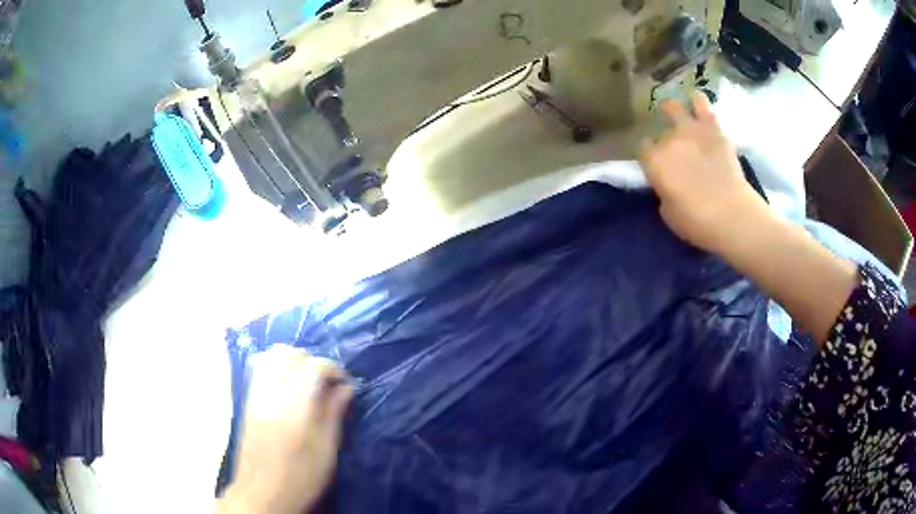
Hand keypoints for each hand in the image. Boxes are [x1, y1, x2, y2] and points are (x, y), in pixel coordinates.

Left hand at [219, 346, 352, 513]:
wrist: (263, 492)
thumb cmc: (301, 476)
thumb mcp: (326, 449)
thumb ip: (334, 413)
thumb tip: (347, 387)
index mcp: (295, 405)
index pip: (313, 366)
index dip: (333, 369)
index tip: (345, 384)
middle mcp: (272, 392)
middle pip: (289, 354)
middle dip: (311, 361)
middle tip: (326, 383)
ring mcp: (256, 394)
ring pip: (271, 357)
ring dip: (292, 361)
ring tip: (307, 382)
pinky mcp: (248, 401)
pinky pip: (259, 368)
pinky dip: (276, 367)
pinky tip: (288, 386)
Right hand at [639, 93, 767, 253]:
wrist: (733, 215)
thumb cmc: (697, 223)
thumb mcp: (669, 213)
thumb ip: (664, 191)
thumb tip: (669, 182)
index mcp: (654, 161)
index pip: (643, 148)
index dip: (650, 155)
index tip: (657, 164)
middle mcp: (669, 140)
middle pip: (660, 131)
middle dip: (664, 137)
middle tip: (673, 146)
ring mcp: (691, 130)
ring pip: (674, 106)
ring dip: (673, 110)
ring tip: (679, 114)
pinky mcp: (713, 128)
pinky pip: (701, 104)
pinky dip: (697, 102)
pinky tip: (697, 103)